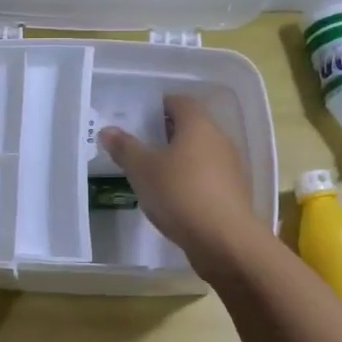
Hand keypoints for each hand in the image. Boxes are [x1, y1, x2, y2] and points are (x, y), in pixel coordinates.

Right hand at [98, 93, 262, 273]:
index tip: (140, 117)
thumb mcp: (143, 170)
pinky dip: (191, 179)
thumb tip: (108, 130)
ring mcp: (230, 167)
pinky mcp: (233, 193)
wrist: (224, 240)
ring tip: (154, 172)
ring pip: (201, 152)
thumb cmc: (180, 194)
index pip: (180, 102)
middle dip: (167, 132)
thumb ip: (125, 148)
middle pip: (192, 126)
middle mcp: (219, 139)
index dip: (160, 105)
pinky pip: (208, 176)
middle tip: (141, 144)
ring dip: (180, 157)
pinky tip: (174, 197)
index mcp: (198, 125)